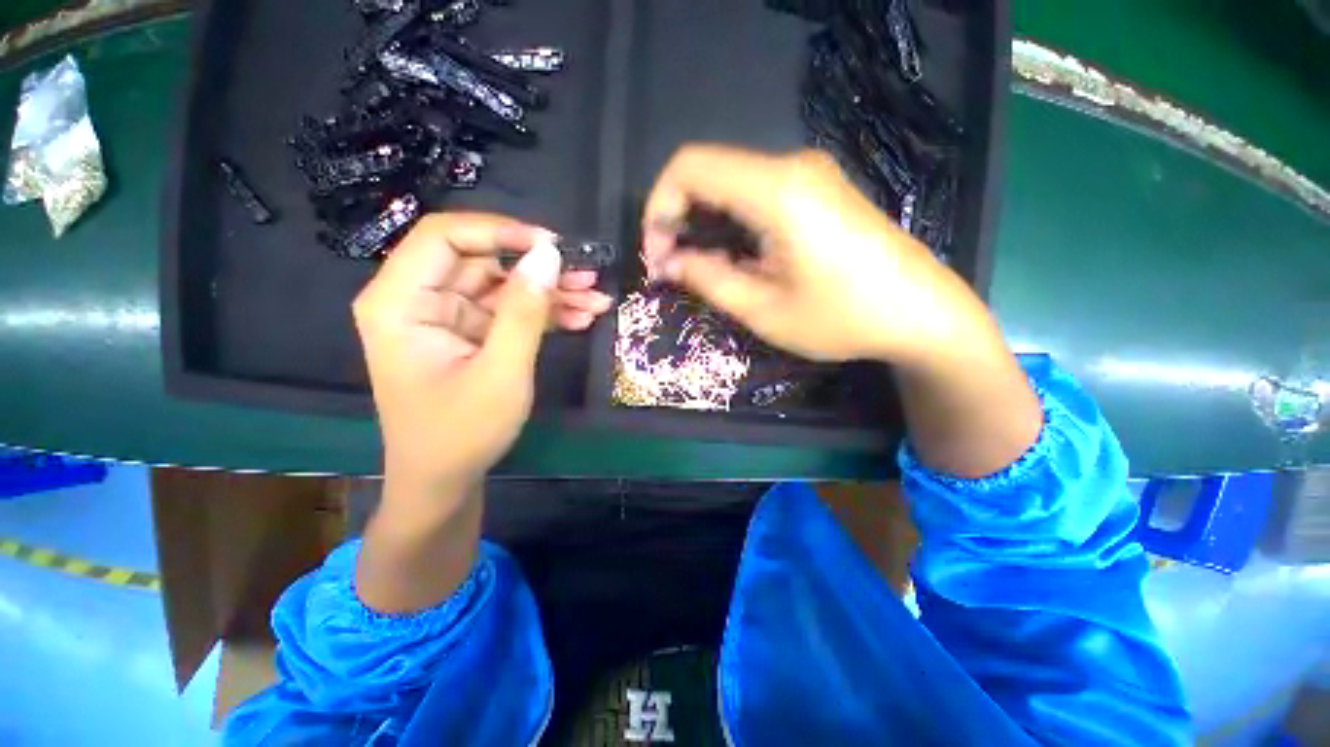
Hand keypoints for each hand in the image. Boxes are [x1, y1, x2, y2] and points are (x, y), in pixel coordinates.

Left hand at [353, 213, 612, 498]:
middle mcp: (418, 301)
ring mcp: (447, 319)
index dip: (501, 231)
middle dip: (539, 269)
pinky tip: (580, 319)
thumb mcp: (502, 371)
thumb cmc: (462, 432)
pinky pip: (509, 313)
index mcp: (401, 302)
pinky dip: (544, 315)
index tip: (553, 247)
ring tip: (597, 300)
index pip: (445, 236)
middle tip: (588, 277)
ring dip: (550, 294)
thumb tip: (549, 255)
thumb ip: (524, 310)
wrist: (445, 481)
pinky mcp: (470, 336)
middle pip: (482, 261)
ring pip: (503, 286)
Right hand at [642, 144, 987, 363]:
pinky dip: (729, 222)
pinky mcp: (818, 190)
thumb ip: (708, 279)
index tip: (657, 256)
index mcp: (777, 190)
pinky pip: (754, 194)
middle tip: (670, 268)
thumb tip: (670, 262)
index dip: (658, 208)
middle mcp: (791, 167)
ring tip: (697, 269)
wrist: (921, 313)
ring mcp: (808, 175)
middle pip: (707, 172)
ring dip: (702, 223)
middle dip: (676, 218)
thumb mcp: (764, 310)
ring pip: (729, 184)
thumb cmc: (843, 318)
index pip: (689, 167)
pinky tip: (732, 257)